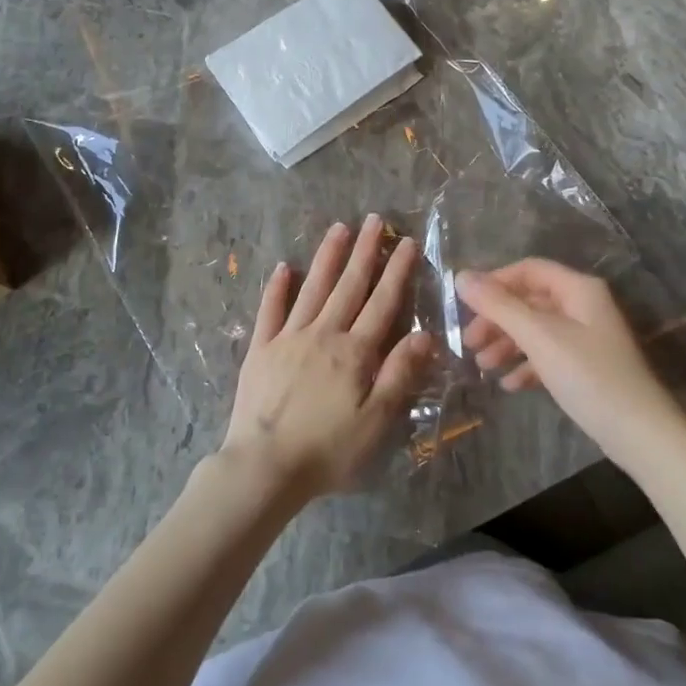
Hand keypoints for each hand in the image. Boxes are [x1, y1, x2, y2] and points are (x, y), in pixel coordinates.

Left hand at [222, 215, 436, 500]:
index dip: (396, 272)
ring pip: (312, 289)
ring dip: (327, 258)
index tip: (406, 242)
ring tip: (338, 228)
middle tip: (374, 219)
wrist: (264, 466)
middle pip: (348, 287)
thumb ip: (399, 375)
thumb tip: (424, 335)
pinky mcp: (260, 351)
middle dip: (364, 252)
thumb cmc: (327, 450)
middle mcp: (322, 335)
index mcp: (354, 353)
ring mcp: (287, 339)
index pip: (382, 304)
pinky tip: (284, 267)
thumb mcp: (376, 421)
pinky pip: (270, 312)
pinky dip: (277, 288)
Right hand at [457, 259, 683, 463]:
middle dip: (496, 320)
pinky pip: (548, 356)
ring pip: (536, 330)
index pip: (528, 270)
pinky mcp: (586, 367)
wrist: (639, 433)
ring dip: (507, 344)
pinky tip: (510, 385)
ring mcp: (586, 338)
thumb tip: (461, 276)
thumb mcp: (539, 337)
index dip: (494, 282)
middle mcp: (583, 306)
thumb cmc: (588, 375)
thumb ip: (498, 305)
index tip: (464, 306)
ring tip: (483, 366)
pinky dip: (526, 366)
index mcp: (578, 289)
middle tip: (468, 343)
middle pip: (529, 301)